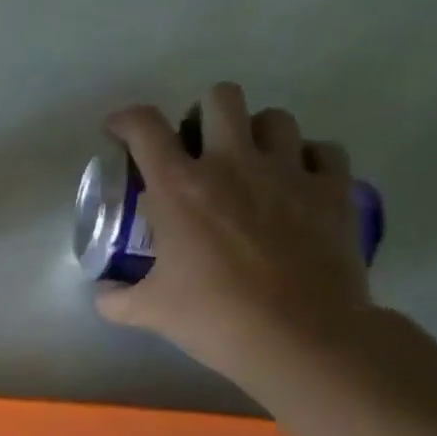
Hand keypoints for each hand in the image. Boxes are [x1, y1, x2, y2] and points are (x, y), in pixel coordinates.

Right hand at [95, 85, 371, 386]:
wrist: (300, 338)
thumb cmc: (215, 318)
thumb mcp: (150, 311)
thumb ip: (116, 297)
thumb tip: (103, 291)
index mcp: (179, 187)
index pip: (144, 126)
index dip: (125, 120)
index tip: (119, 133)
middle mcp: (233, 164)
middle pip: (220, 97)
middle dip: (202, 113)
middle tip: (196, 147)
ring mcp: (289, 172)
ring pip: (275, 117)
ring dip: (256, 133)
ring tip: (249, 162)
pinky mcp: (333, 190)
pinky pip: (324, 150)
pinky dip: (308, 159)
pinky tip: (296, 182)